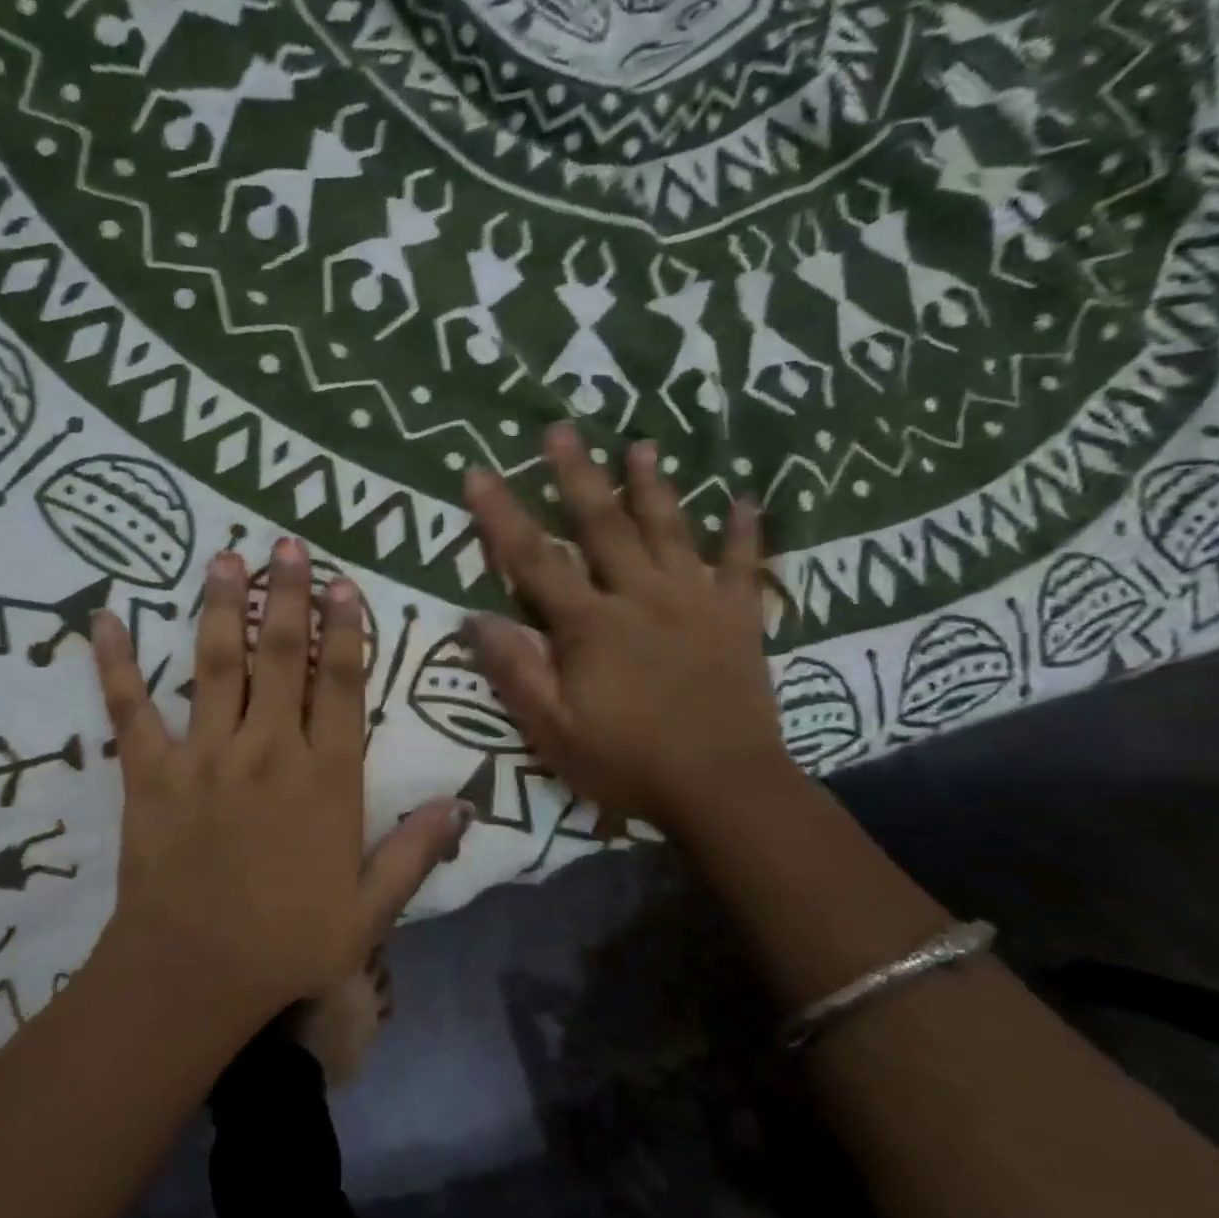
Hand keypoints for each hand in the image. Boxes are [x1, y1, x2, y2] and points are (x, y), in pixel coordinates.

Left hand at [91, 539, 469, 1021]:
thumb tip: (461, 805)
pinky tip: (103, 619)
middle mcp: (268, 748)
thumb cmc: (287, 943)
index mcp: (324, 777)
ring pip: (216, 664)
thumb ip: (414, 852)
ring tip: (225, 558)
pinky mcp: (151, 772)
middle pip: (280, 655)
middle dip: (287, 595)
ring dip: (221, 607)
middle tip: (285, 544)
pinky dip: (116, 664)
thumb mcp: (369, 911)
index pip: (340, 684)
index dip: (344, 629)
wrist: (192, 977)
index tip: (343, 583)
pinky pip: (130, 709)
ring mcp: (205, 754)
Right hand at [460, 424, 791, 835]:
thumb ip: (514, 669)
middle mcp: (639, 597)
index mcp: (589, 624)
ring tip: (643, 443)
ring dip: (653, 486)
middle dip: (577, 475)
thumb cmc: (627, 761)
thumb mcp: (551, 729)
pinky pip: (742, 568)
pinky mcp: (738, 621)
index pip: (534, 559)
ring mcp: (694, 603)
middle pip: (603, 525)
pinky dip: (744, 534)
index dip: (501, 515)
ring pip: (670, 531)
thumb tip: (473, 617)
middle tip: (562, 428)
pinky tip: (745, 501)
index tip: (479, 472)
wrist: (724, 789)